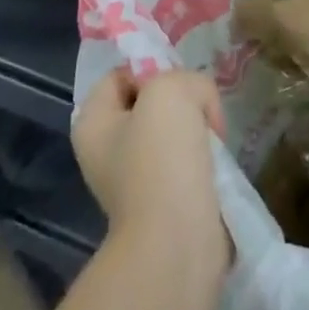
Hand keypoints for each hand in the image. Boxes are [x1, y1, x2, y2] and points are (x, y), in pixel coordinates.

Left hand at [73, 67, 229, 281]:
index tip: (181, 83)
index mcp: (93, 122)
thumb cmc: (161, 159)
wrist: (177, 240)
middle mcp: (107, 149)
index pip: (122, 74)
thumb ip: (184, 77)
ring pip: (174, 130)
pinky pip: (187, 160)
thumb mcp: (170, 90)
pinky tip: (216, 162)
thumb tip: (198, 104)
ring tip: (213, 138)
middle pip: (151, 101)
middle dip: (183, 100)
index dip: (152, 68)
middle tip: (203, 110)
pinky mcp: (165, 199)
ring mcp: (135, 177)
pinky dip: (205, 156)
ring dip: (198, 128)